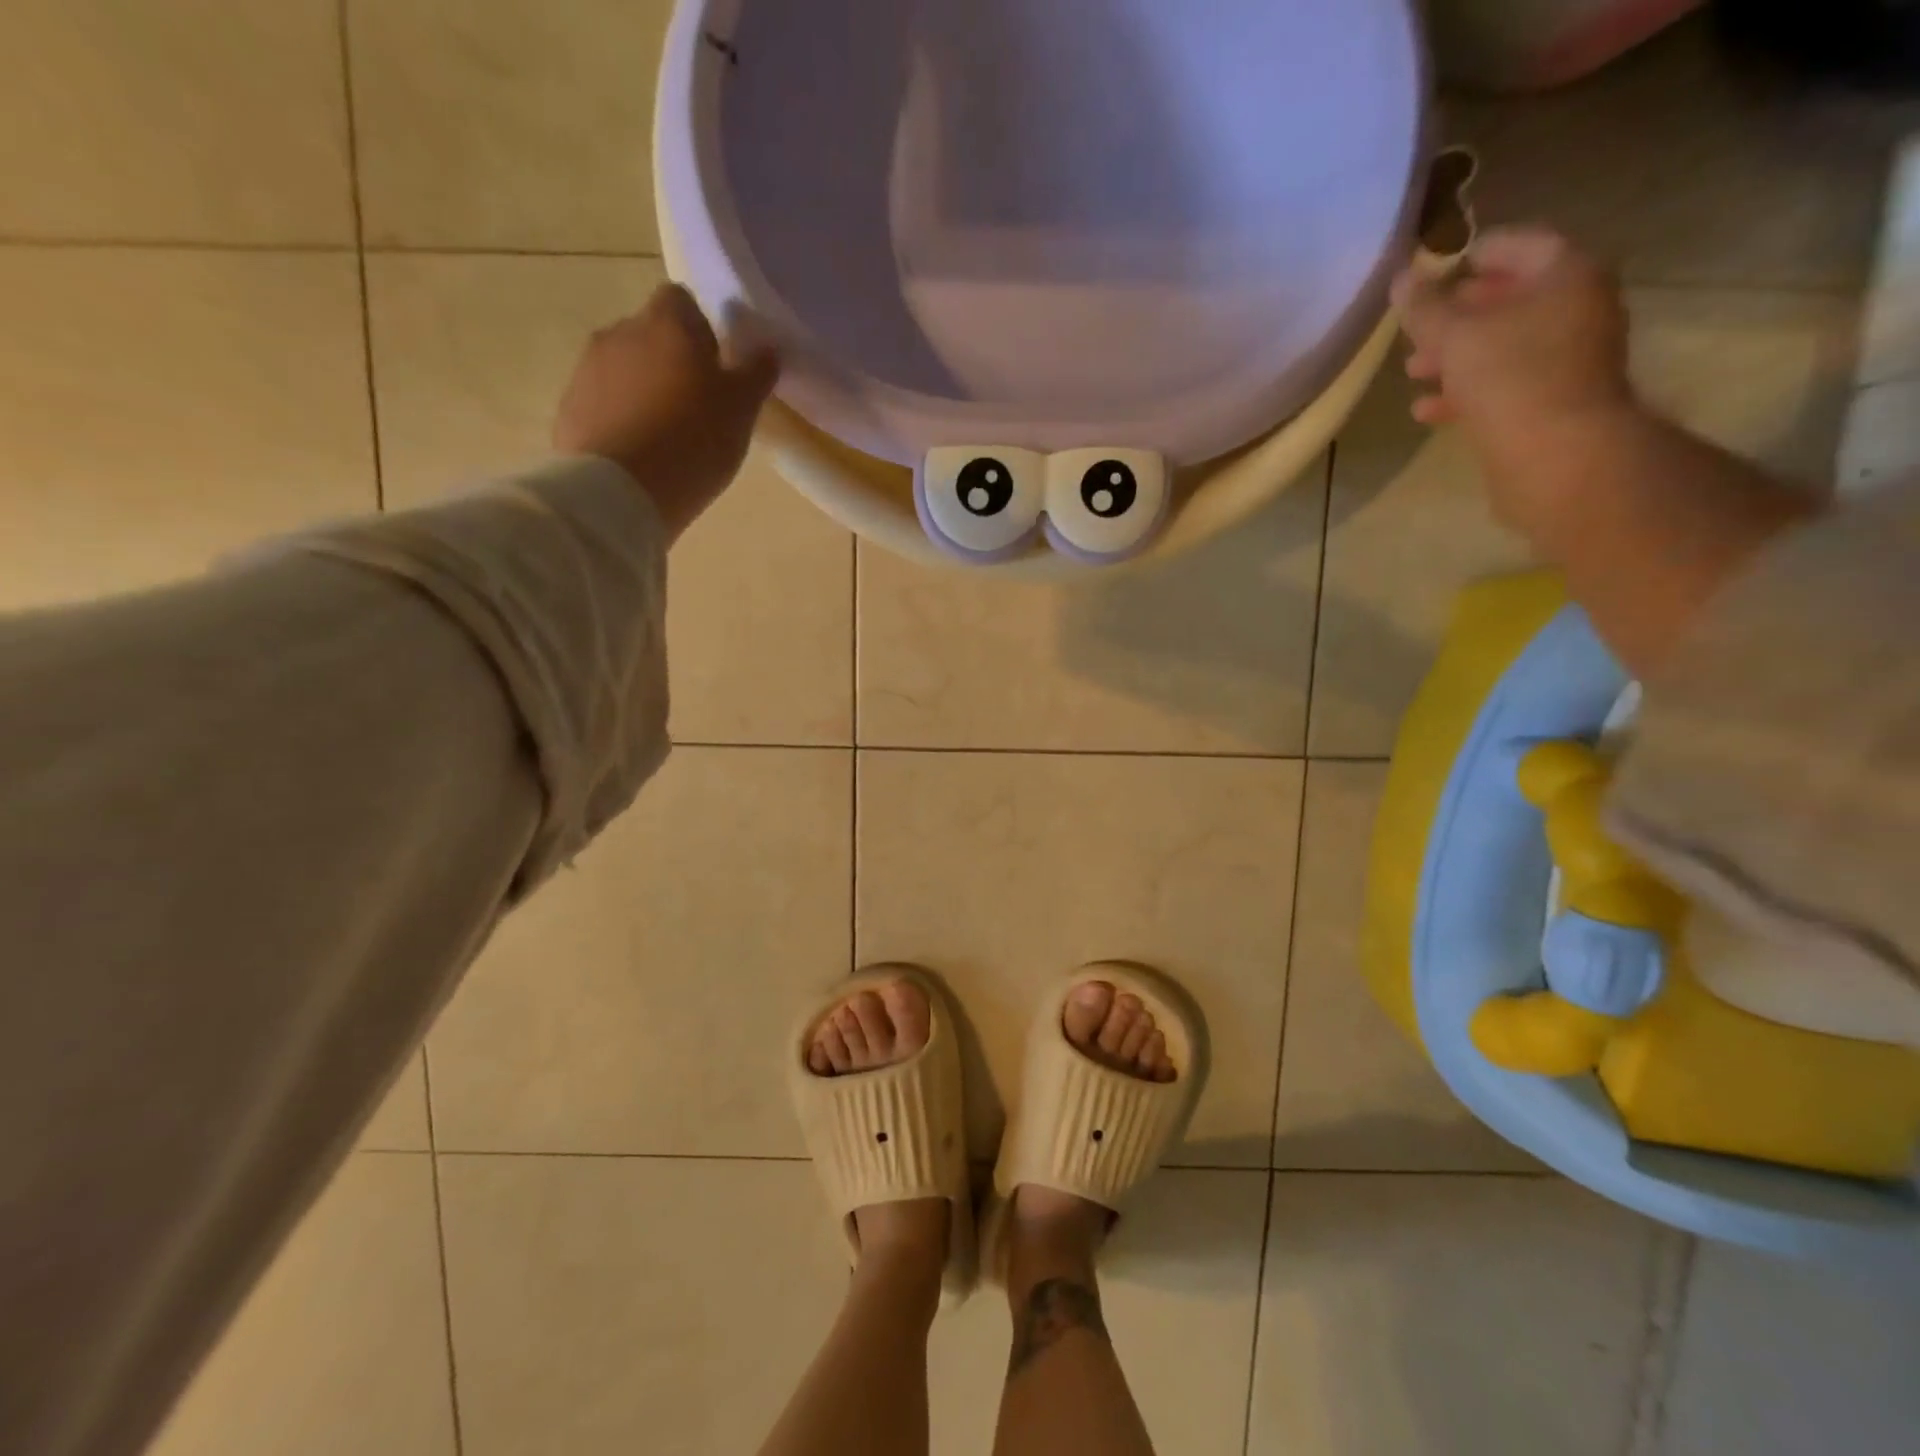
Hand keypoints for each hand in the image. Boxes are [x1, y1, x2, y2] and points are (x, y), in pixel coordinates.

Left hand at [553, 283, 779, 540]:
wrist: (621, 490)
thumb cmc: (693, 441)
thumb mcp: (741, 409)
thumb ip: (756, 373)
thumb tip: (767, 349)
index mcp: (666, 323)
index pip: (682, 301)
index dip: (701, 330)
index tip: (717, 368)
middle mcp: (621, 332)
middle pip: (651, 335)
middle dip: (672, 362)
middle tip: (697, 408)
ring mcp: (588, 369)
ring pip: (625, 369)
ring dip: (645, 391)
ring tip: (667, 436)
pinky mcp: (570, 407)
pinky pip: (603, 403)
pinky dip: (622, 418)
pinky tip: (640, 453)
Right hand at [1393, 228, 1637, 542]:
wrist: (1556, 454)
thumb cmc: (1509, 378)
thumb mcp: (1454, 336)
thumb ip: (1424, 308)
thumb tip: (1401, 280)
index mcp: (1566, 274)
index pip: (1518, 245)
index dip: (1472, 254)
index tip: (1433, 271)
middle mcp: (1576, 307)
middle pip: (1510, 298)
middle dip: (1458, 313)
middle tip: (1417, 327)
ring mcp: (1568, 357)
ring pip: (1503, 345)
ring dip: (1456, 356)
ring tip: (1413, 372)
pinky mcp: (1552, 400)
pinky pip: (1504, 383)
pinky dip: (1466, 390)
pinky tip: (1427, 409)